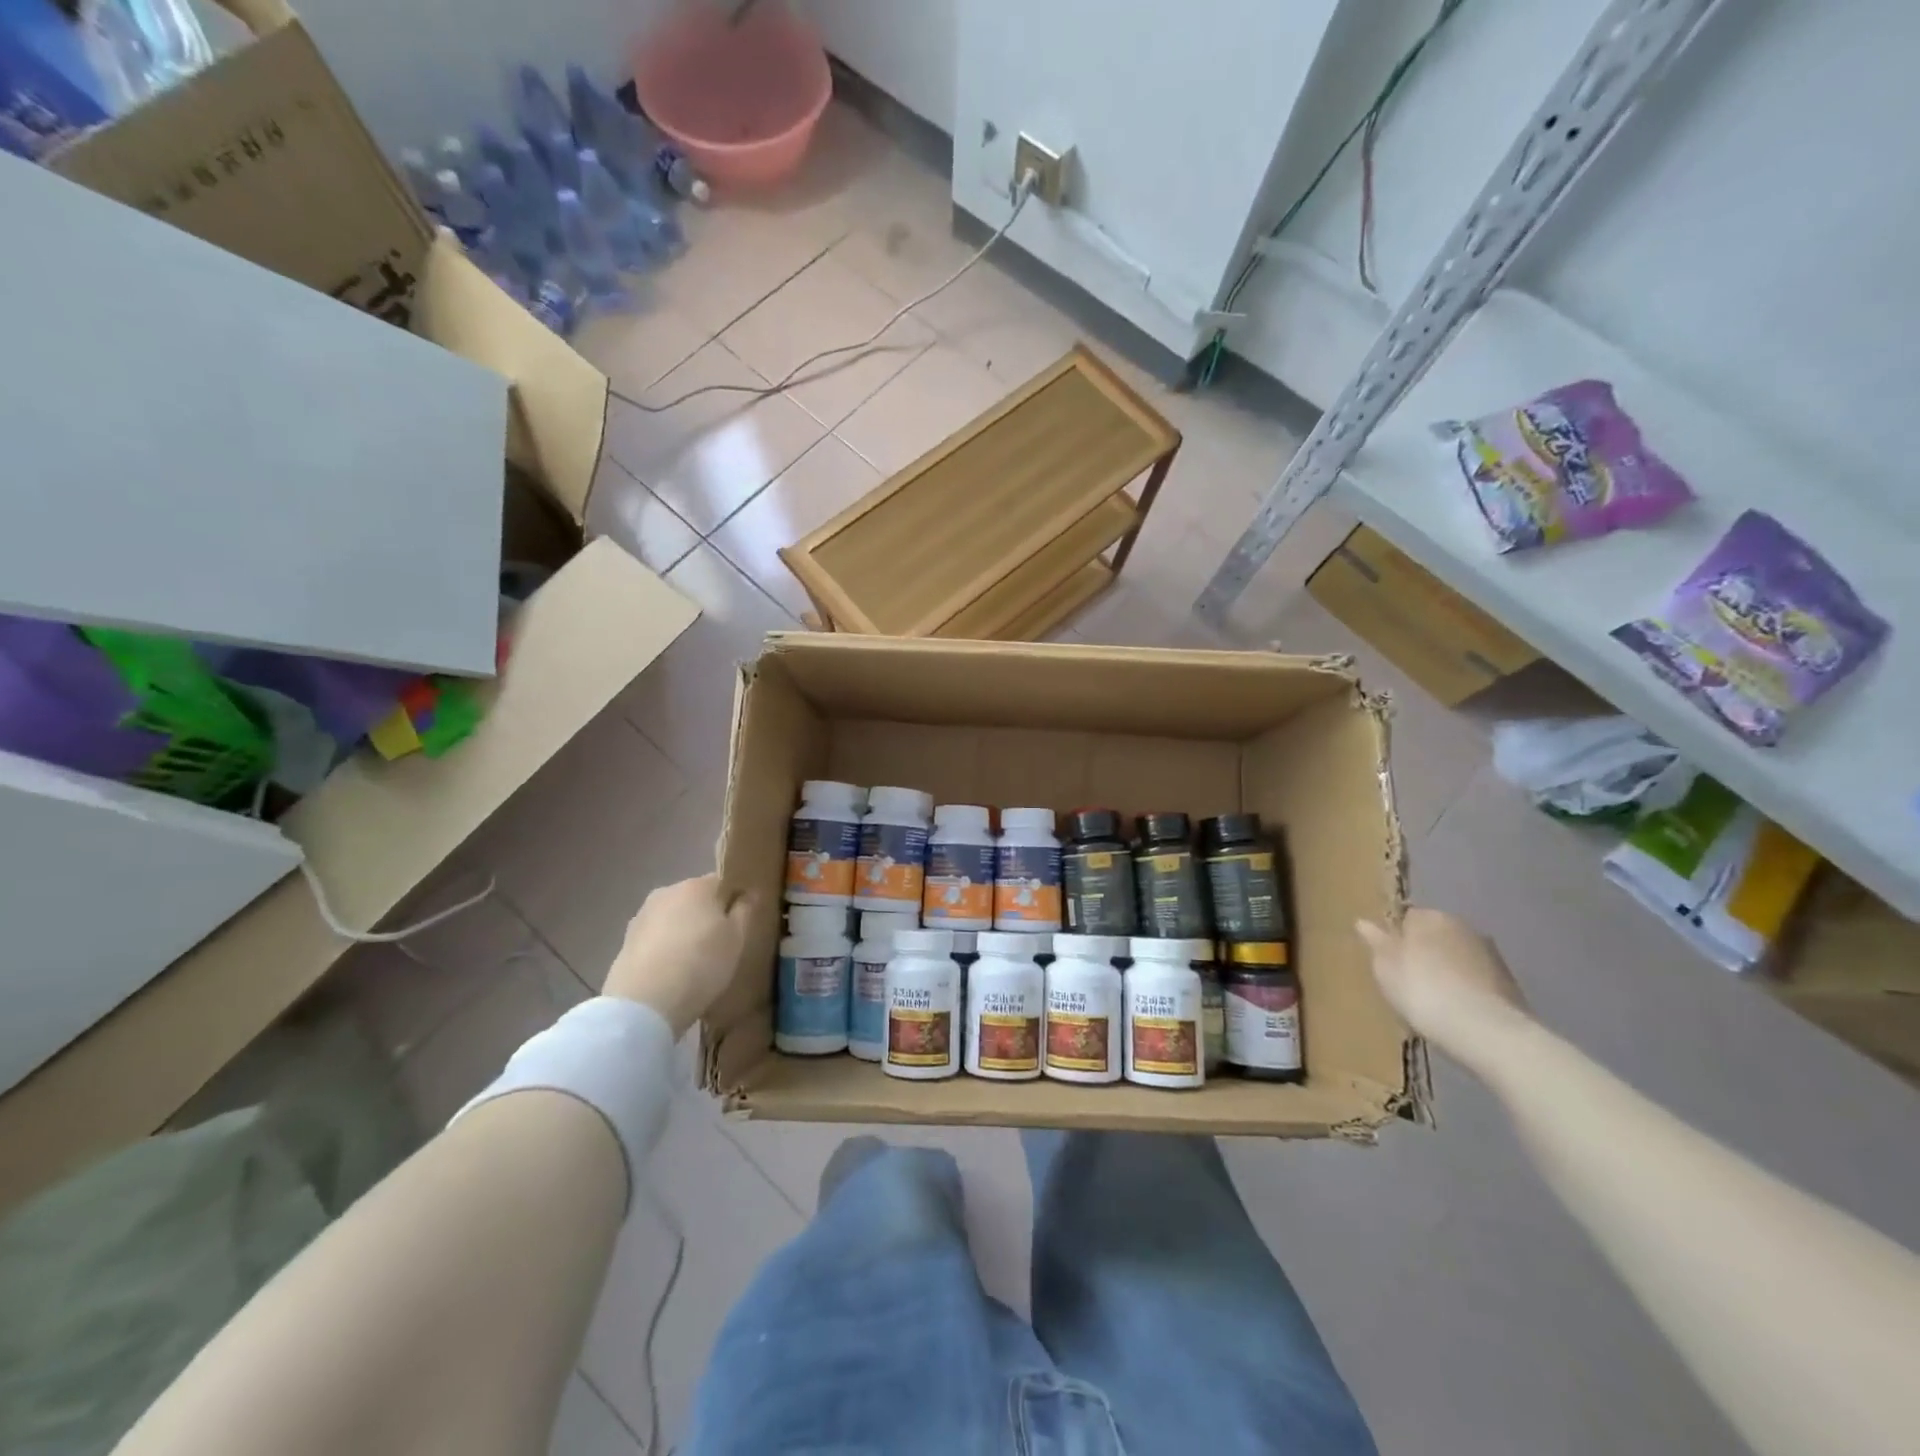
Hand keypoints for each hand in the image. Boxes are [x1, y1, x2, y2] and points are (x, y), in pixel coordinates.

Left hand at [606, 875, 755, 1036]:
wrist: (644, 1004)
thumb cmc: (701, 964)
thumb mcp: (737, 938)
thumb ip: (745, 910)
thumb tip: (748, 893)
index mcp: (697, 886)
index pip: (723, 883)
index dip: (735, 901)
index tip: (741, 923)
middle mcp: (667, 892)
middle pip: (695, 899)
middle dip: (708, 916)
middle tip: (721, 945)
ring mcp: (642, 916)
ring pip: (673, 918)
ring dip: (684, 932)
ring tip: (694, 962)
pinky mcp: (626, 942)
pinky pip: (656, 938)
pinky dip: (665, 949)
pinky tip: (672, 972)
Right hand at [1356, 909, 1534, 1076]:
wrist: (1485, 1031)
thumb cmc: (1422, 990)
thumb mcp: (1385, 967)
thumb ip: (1376, 942)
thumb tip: (1363, 922)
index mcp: (1429, 917)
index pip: (1408, 918)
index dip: (1397, 939)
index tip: (1391, 961)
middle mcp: (1462, 926)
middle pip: (1435, 935)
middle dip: (1425, 952)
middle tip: (1410, 981)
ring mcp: (1490, 954)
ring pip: (1458, 957)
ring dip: (1448, 971)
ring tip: (1435, 1000)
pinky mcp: (1509, 982)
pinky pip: (1477, 980)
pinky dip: (1467, 989)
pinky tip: (1458, 1011)